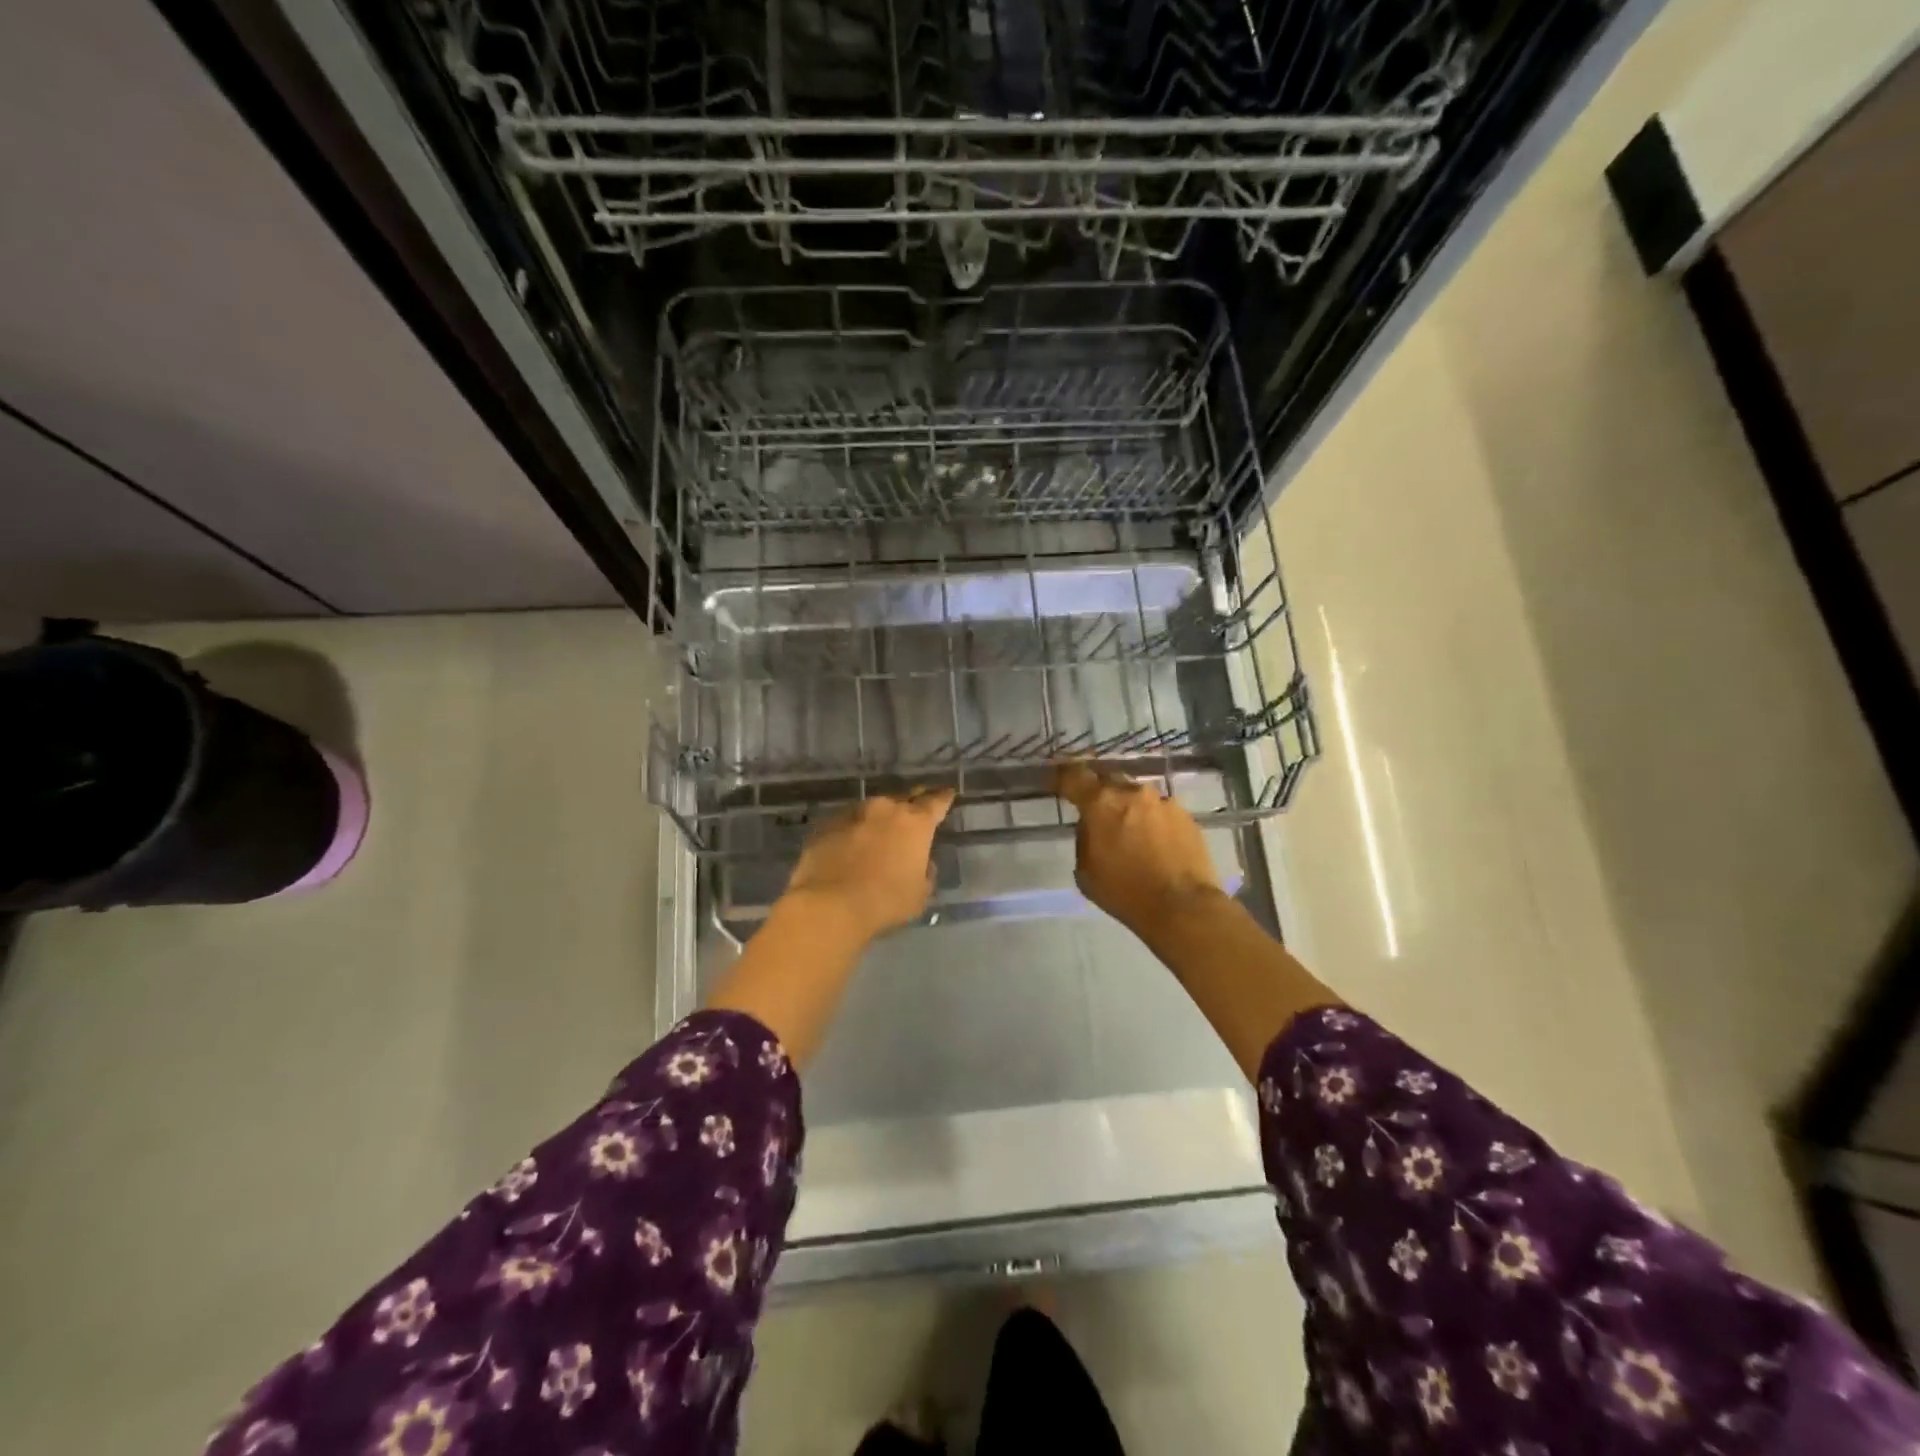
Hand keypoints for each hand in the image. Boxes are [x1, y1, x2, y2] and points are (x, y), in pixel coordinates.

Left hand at [784, 788, 954, 942]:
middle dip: (913, 800)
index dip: (944, 797)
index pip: (936, 802)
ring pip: (874, 807)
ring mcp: (853, 813)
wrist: (830, 904)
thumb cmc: (885, 901)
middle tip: (917, 804)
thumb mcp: (920, 894)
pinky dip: (854, 828)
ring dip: (880, 815)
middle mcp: (886, 809)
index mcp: (915, 823)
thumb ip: (926, 872)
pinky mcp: (827, 824)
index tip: (948, 793)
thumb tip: (923, 863)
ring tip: (881, 827)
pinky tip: (851, 841)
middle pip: (904, 797)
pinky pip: (847, 821)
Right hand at [1054, 764, 1222, 939]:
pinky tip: (1156, 843)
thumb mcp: (1085, 872)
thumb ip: (1085, 839)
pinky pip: (1161, 810)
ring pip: (1137, 795)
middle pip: (1109, 780)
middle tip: (1098, 812)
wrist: (1183, 907)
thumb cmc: (1125, 893)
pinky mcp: (1186, 815)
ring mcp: (1163, 801)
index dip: (1063, 776)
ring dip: (1130, 808)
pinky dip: (1153, 821)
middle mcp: (1132, 793)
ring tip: (1131, 831)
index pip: (1074, 776)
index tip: (1058, 780)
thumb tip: (1093, 827)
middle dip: (1100, 793)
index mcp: (1100, 803)